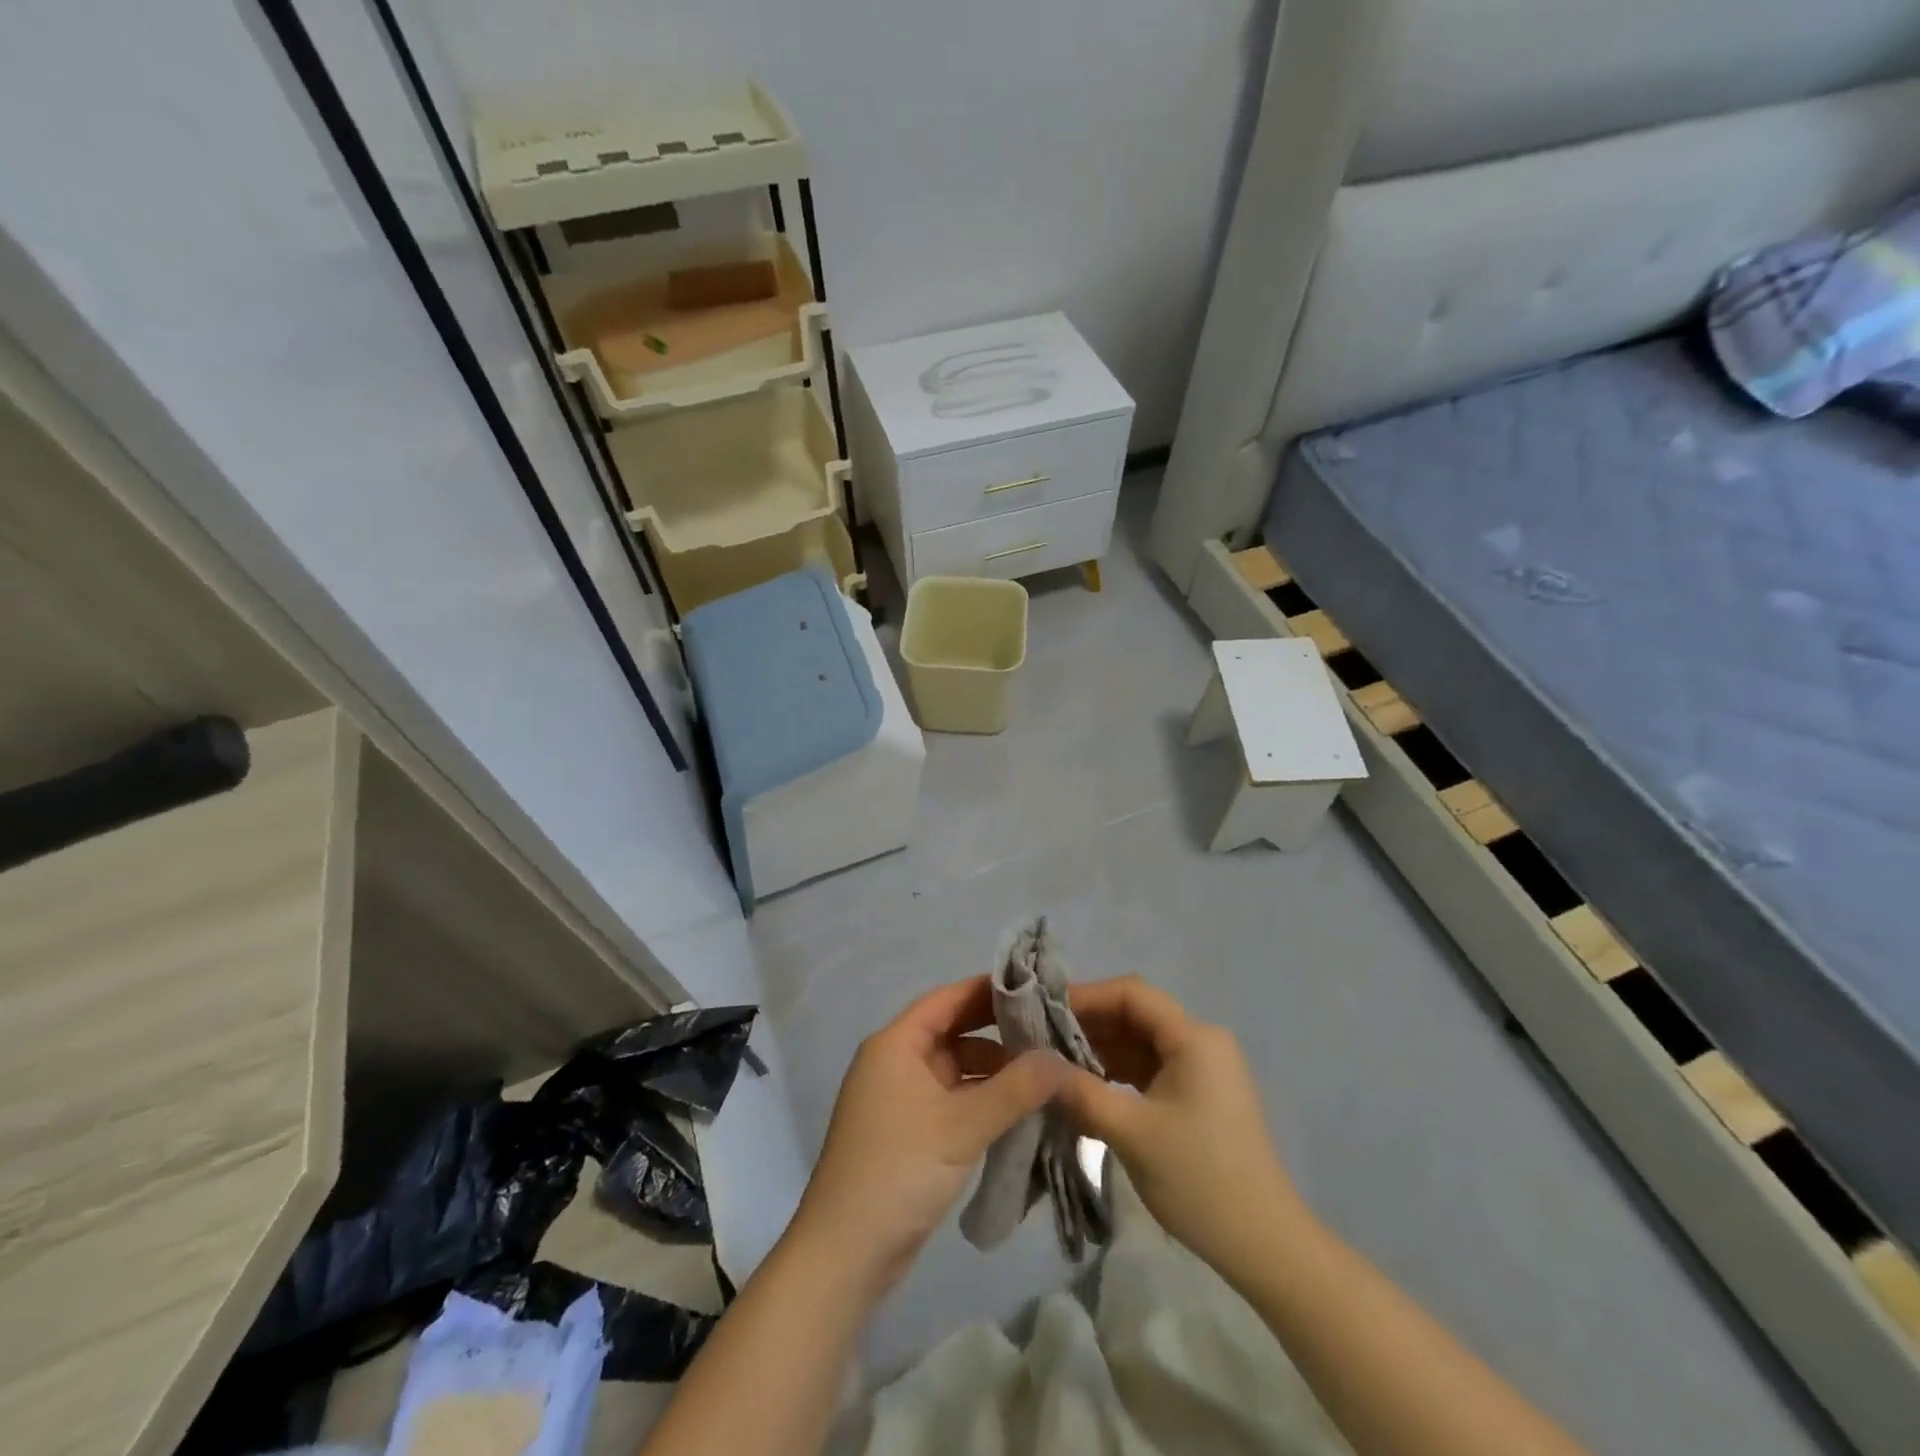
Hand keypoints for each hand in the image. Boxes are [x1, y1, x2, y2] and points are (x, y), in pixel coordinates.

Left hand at [785, 977, 1065, 1298]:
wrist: (845, 1255)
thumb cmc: (899, 1171)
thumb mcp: (962, 1126)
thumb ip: (1015, 1089)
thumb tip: (1061, 1059)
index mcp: (896, 1044)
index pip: (947, 999)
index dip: (989, 991)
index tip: (1035, 988)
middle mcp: (895, 1062)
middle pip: (953, 1032)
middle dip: (998, 1032)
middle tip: (1049, 1033)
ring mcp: (900, 1099)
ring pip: (955, 1069)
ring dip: (993, 1071)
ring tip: (1043, 1075)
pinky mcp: (909, 1133)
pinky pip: (952, 1100)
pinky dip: (981, 1100)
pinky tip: (1018, 1110)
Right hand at [1054, 977, 1309, 1273]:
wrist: (1265, 1246)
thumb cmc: (1200, 1180)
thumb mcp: (1132, 1133)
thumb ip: (1080, 1092)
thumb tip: (1034, 1063)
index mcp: (1194, 1038)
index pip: (1132, 994)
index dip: (1087, 996)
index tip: (1044, 1011)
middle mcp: (1202, 1042)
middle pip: (1136, 1015)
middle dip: (1089, 1024)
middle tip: (1041, 1039)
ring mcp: (1203, 1069)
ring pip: (1141, 1042)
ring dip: (1101, 1049)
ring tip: (1056, 1063)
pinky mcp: (1199, 1094)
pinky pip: (1152, 1067)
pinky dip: (1119, 1072)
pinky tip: (1087, 1086)